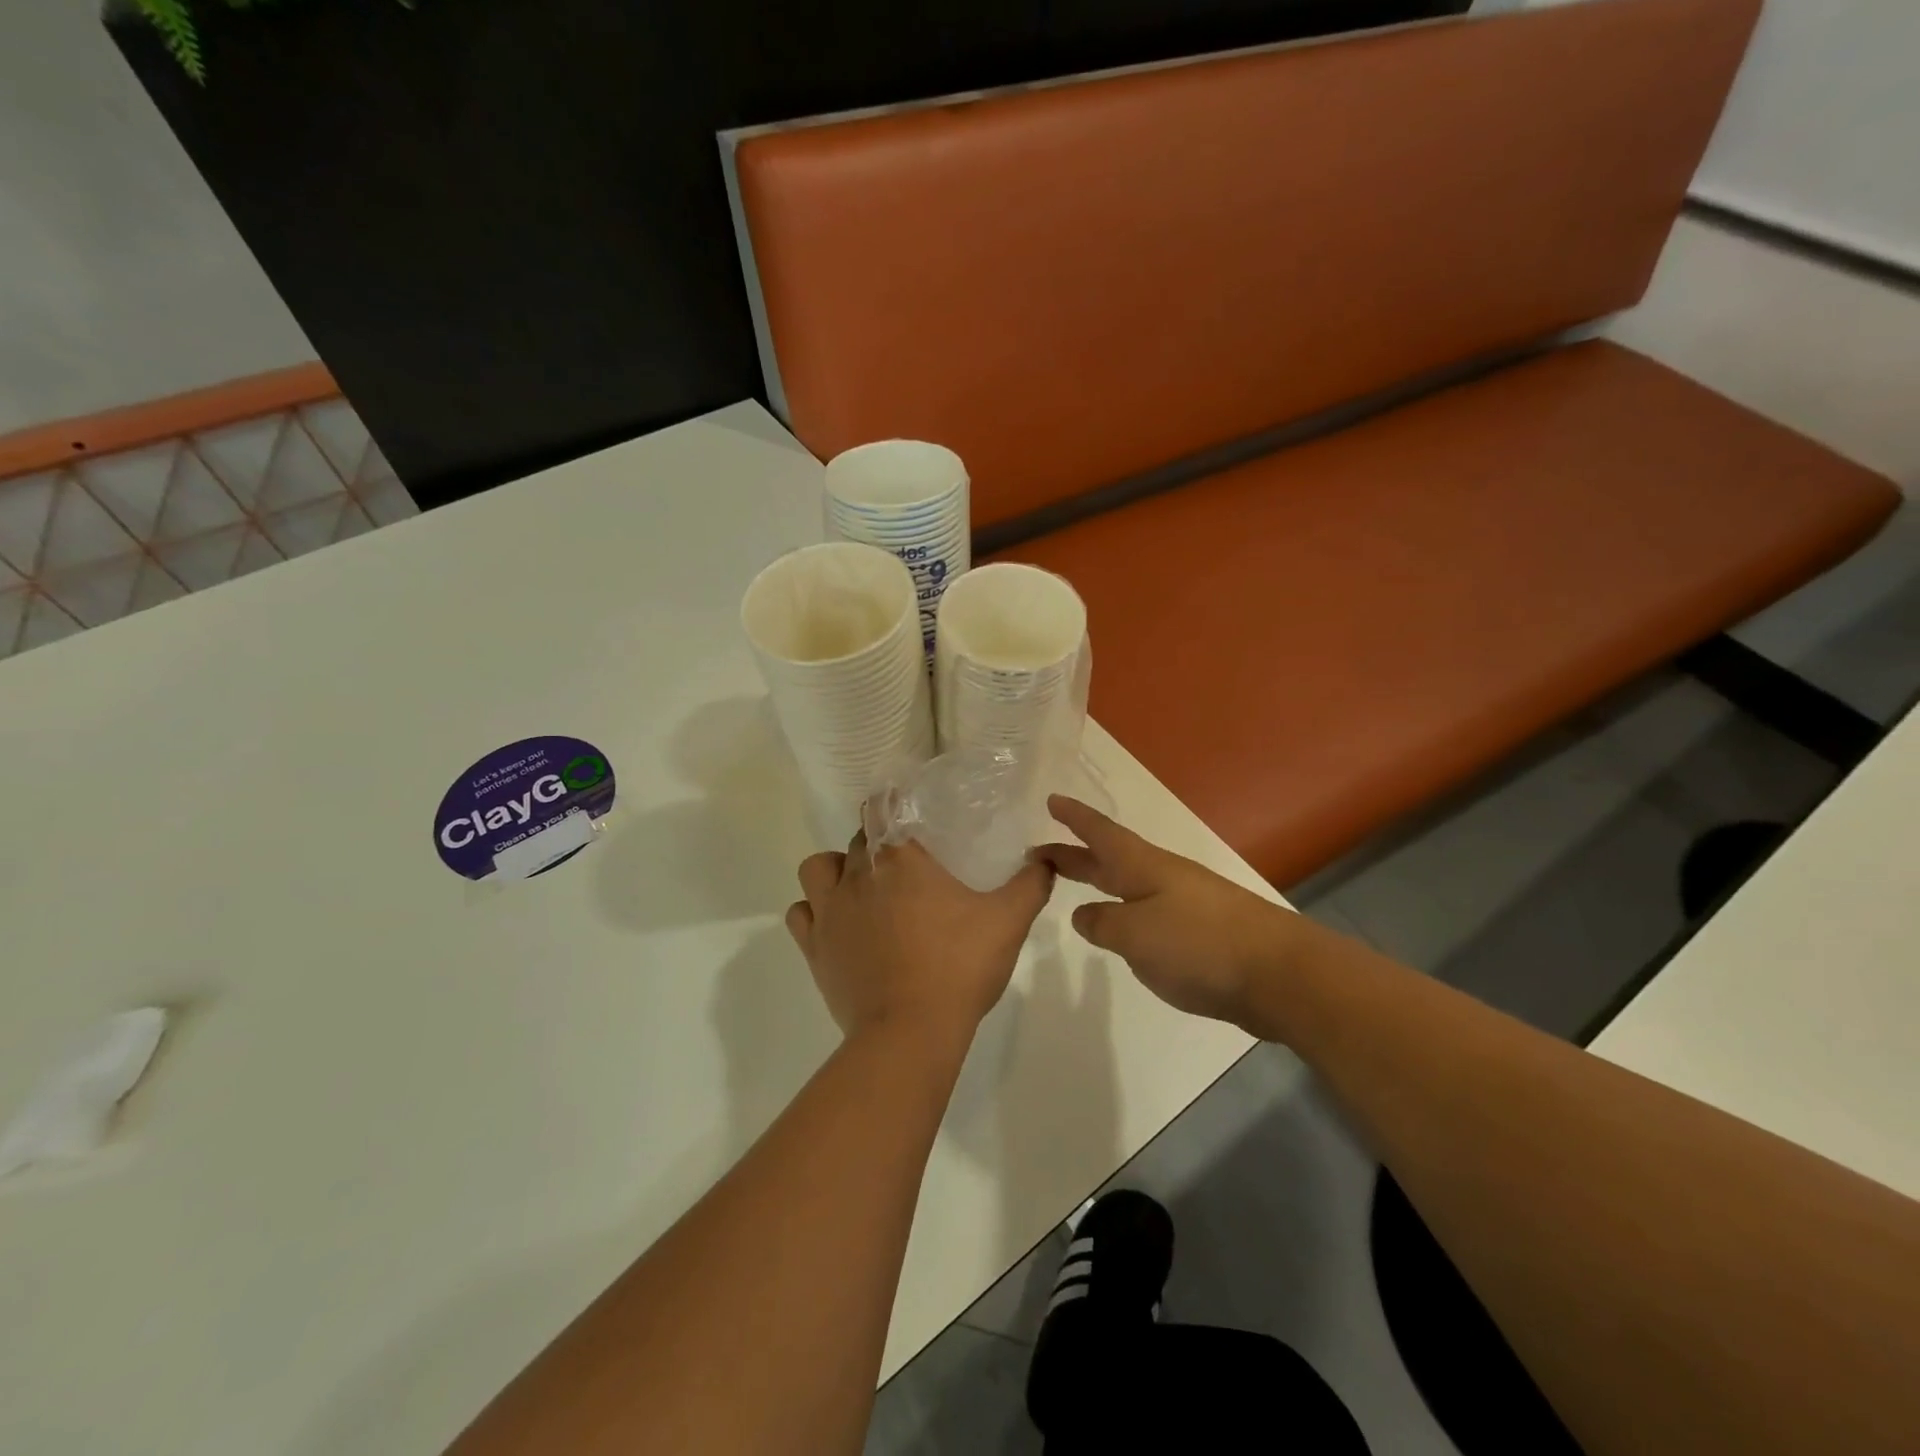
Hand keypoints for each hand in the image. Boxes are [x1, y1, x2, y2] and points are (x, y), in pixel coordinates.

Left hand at [785, 832, 1054, 1046]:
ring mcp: (830, 911)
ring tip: (861, 887)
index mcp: (900, 858)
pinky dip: (815, 911)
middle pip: (858, 838)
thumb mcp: (1008, 921)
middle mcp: (857, 874)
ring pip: (818, 868)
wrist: (909, 1032)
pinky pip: (801, 913)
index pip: (882, 806)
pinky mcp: (815, 948)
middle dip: (877, 841)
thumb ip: (1031, 883)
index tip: (909, 810)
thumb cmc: (959, 967)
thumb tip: (1045, 858)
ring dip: (836, 869)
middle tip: (906, 862)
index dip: (892, 802)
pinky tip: (837, 924)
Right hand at [1038, 796, 1295, 1029]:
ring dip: (1099, 883)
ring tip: (1073, 889)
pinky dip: (1123, 912)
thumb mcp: (1135, 933)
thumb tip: (1084, 914)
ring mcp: (1183, 904)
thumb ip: (1102, 922)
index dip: (1074, 817)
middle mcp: (1161, 877)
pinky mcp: (1199, 933)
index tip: (1051, 800)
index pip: (1100, 833)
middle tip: (1039, 852)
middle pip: (1110, 859)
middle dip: (1075, 854)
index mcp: (1142, 867)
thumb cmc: (1198, 943)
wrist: (1279, 974)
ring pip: (1128, 886)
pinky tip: (1120, 930)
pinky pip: (1146, 913)